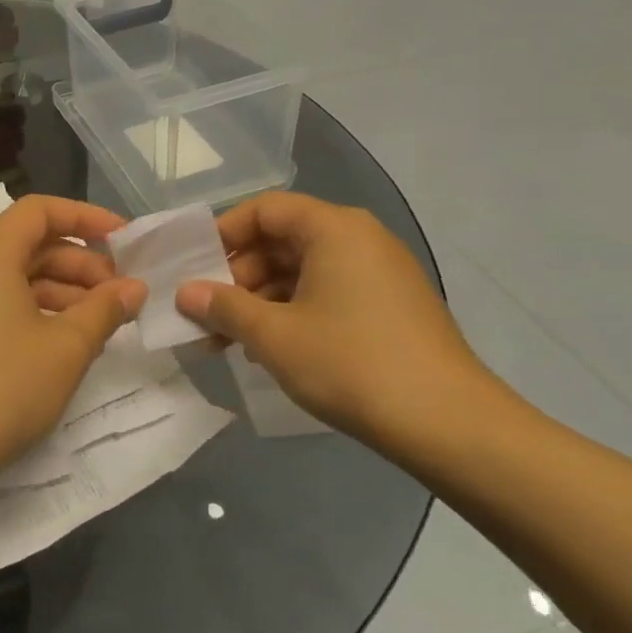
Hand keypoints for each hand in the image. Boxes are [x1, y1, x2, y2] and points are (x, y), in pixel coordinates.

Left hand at [0, 195, 146, 481]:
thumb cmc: (2, 388)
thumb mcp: (66, 348)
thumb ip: (104, 310)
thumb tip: (134, 287)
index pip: (38, 211)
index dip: (85, 216)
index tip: (125, 241)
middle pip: (32, 245)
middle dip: (82, 263)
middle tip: (122, 297)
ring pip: (21, 280)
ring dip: (66, 293)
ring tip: (104, 325)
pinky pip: (7, 309)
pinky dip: (43, 315)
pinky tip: (69, 345)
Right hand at [175, 194, 501, 456]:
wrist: (447, 423)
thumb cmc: (350, 364)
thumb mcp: (274, 336)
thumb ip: (223, 307)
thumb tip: (184, 292)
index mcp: (334, 229)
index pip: (264, 209)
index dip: (223, 233)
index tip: (194, 269)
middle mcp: (359, 239)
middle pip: (281, 240)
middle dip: (236, 276)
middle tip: (205, 314)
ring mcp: (378, 273)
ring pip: (301, 272)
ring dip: (258, 301)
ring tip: (227, 341)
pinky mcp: (388, 307)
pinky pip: (326, 293)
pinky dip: (291, 313)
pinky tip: (268, 350)